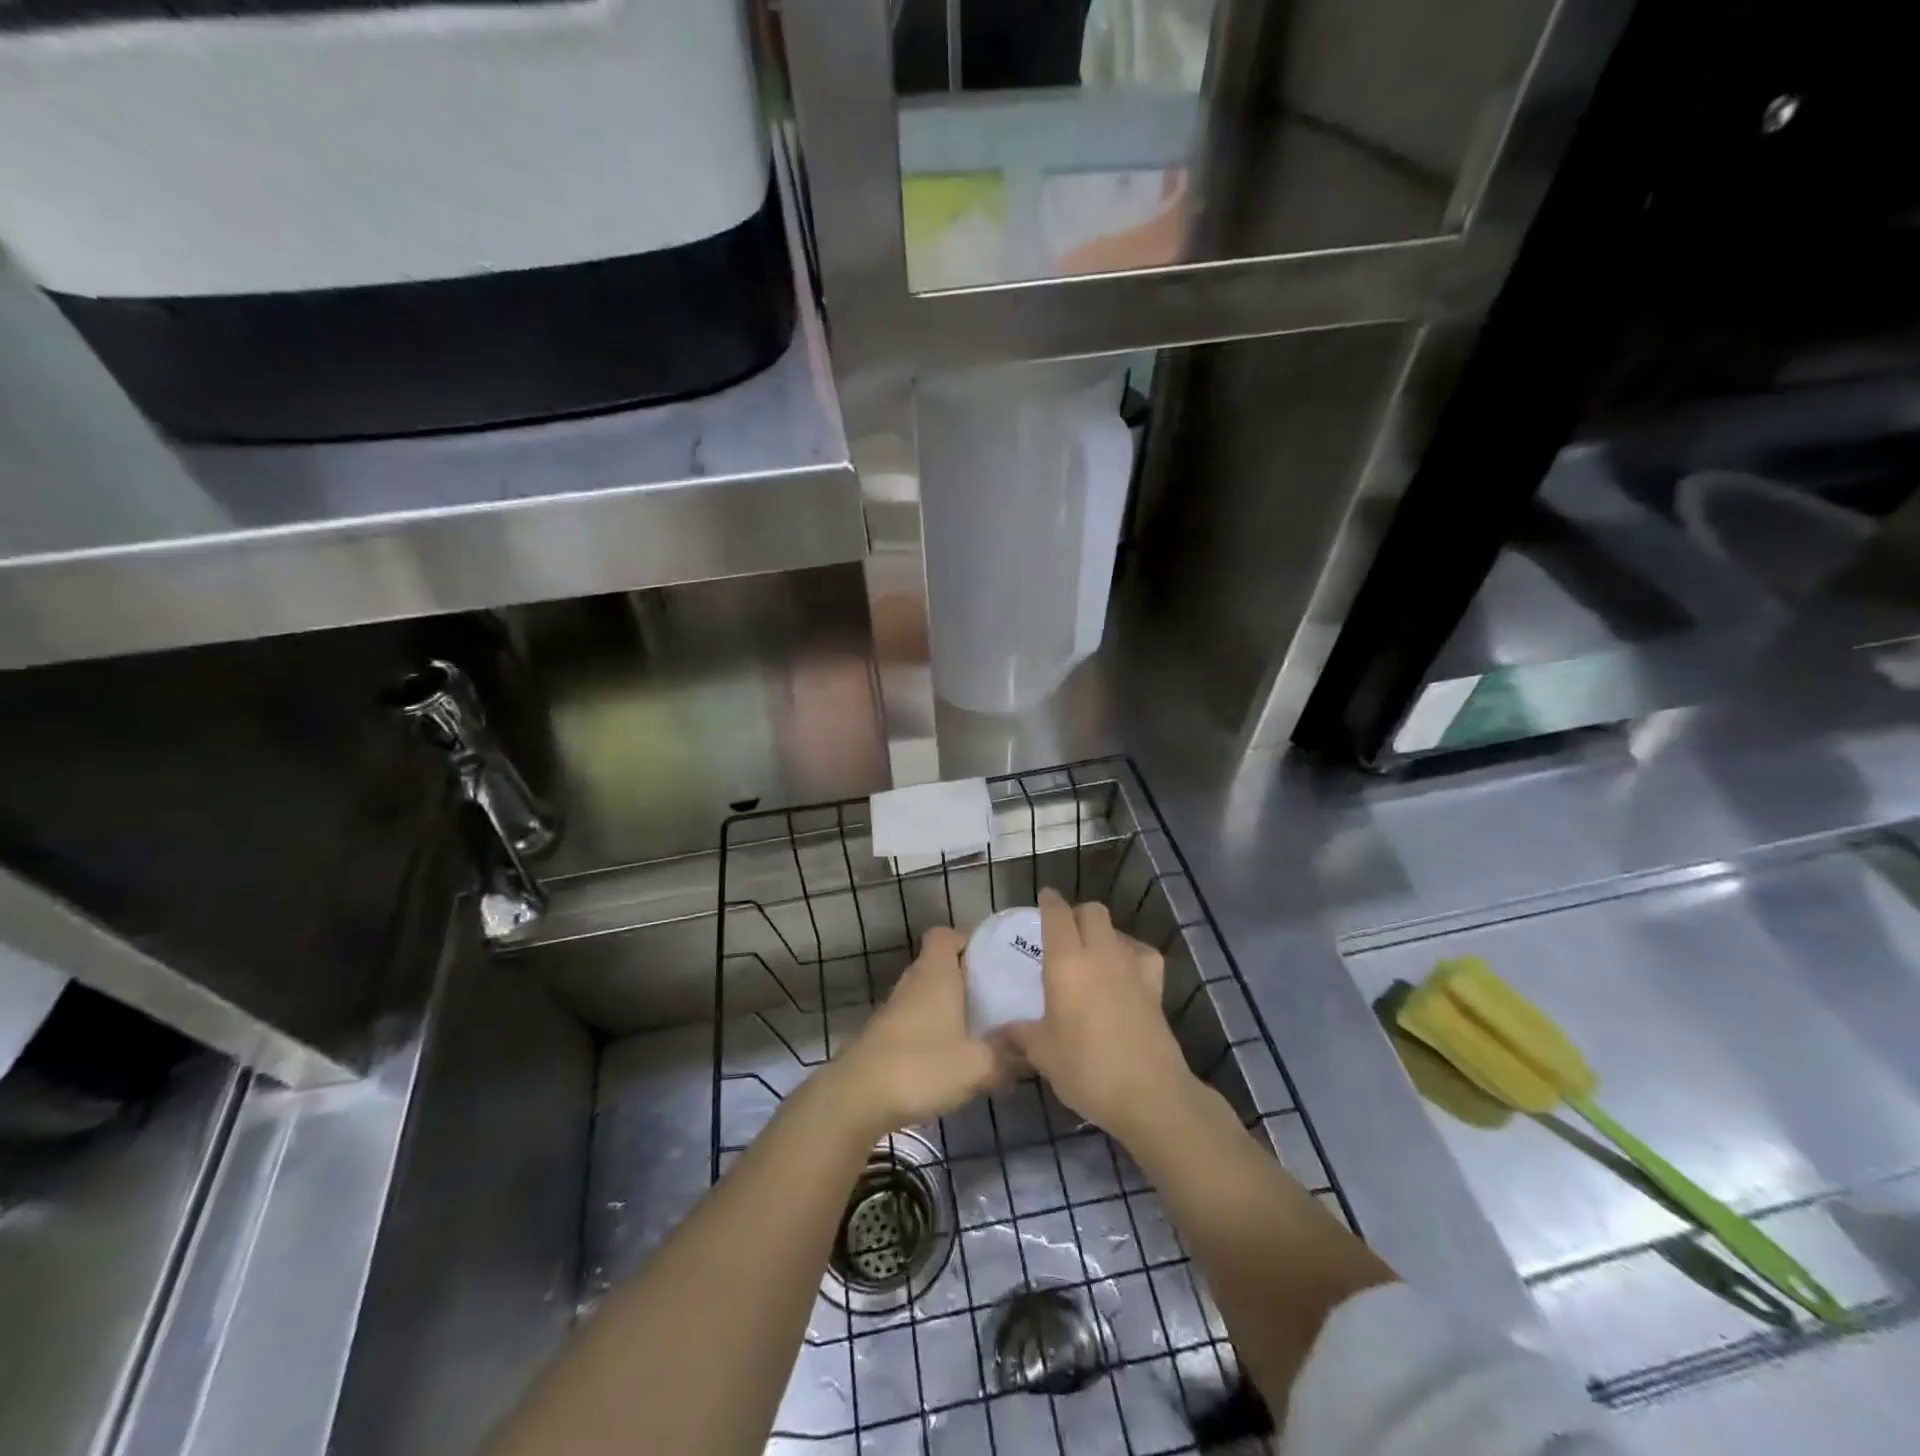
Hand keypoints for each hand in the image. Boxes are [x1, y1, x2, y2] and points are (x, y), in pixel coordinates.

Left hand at [829, 927, 1007, 1138]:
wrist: (857, 1098)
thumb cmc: (921, 1066)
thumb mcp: (978, 1066)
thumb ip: (1007, 1058)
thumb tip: (1029, 1055)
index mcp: (935, 974)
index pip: (945, 934)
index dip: (968, 939)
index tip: (994, 957)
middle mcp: (912, 983)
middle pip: (938, 964)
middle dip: (966, 977)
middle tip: (997, 996)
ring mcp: (893, 1010)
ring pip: (926, 995)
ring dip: (949, 1007)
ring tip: (980, 1029)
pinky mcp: (883, 1037)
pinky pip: (915, 1022)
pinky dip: (933, 1031)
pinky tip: (952, 1058)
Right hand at [1001, 889, 1192, 1137]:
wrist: (1149, 1094)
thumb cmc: (1086, 1068)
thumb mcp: (1043, 1054)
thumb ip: (1020, 1035)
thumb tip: (997, 1033)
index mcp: (1066, 963)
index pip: (1057, 914)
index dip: (1050, 902)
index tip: (1044, 898)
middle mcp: (1100, 954)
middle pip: (1092, 911)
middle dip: (1077, 914)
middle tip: (1063, 932)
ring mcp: (1132, 968)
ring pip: (1117, 930)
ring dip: (1103, 933)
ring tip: (1092, 953)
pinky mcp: (1155, 987)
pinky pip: (1143, 954)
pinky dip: (1132, 954)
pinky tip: (1125, 970)